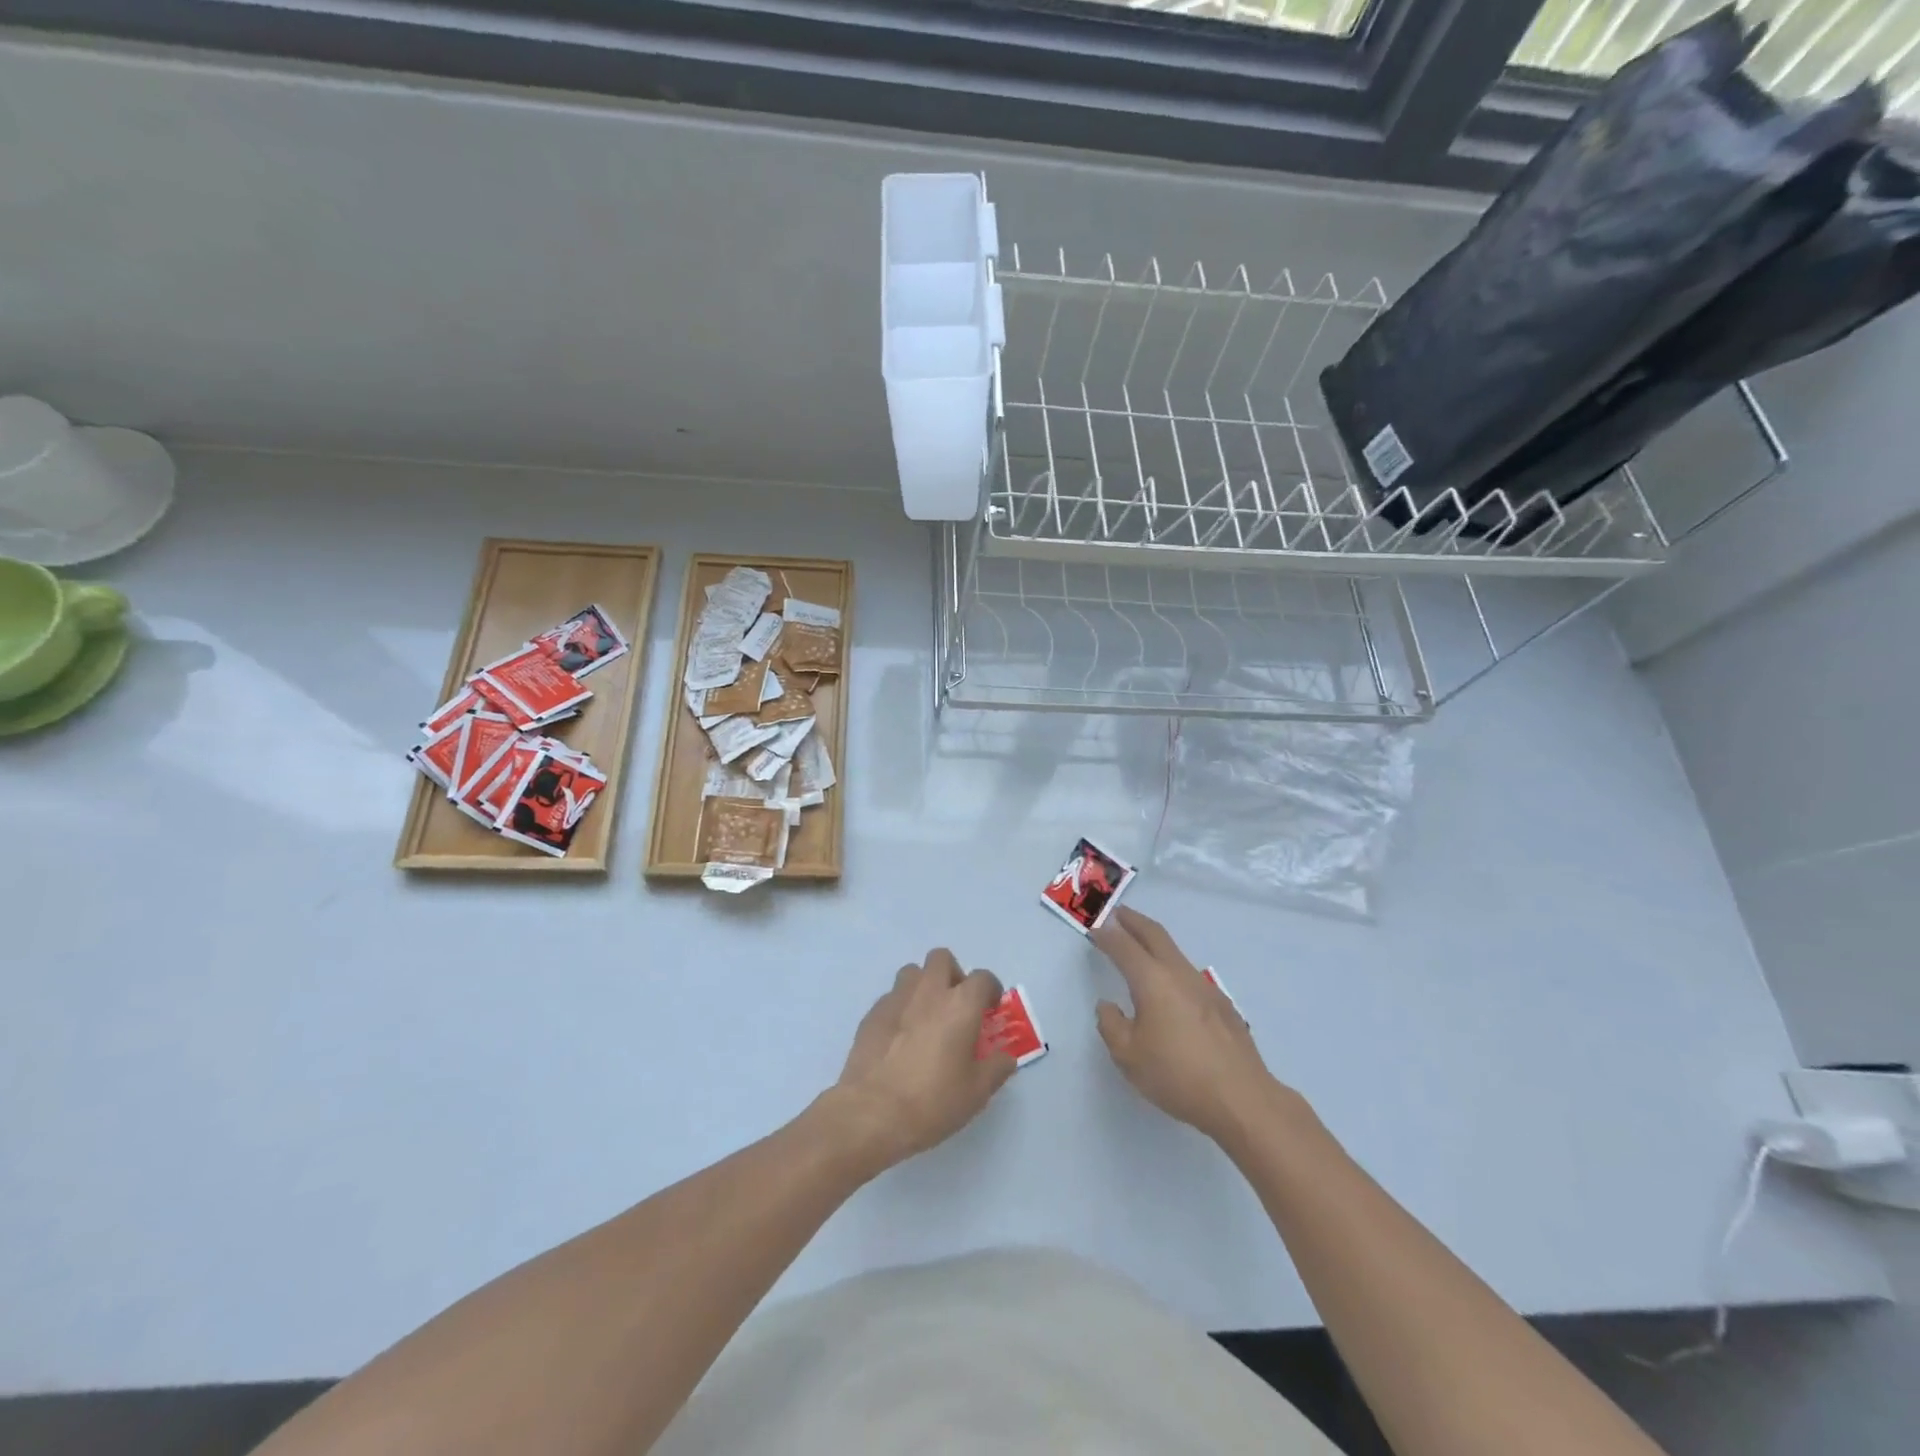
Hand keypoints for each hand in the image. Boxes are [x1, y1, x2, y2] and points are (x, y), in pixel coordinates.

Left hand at [824, 949, 1015, 1175]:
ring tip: (926, 1016)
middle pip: (941, 958)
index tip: (990, 1007)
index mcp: (960, 1005)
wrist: (872, 1112)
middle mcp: (929, 991)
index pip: (982, 977)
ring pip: (912, 972)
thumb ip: (996, 1068)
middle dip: (953, 974)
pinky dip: (901, 1007)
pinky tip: (900, 1036)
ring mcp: (896, 999)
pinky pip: (891, 997)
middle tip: (956, 1004)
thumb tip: (1005, 1057)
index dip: (990, 988)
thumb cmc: (933, 1101)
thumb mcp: (977, 1092)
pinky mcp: (872, 1014)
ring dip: (923, 986)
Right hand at [1090, 907, 1288, 1149]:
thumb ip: (1111, 1025)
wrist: (1241, 1098)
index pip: (1124, 947)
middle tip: (1117, 914)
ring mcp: (1205, 987)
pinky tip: (1170, 988)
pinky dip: (1172, 966)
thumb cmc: (1177, 1075)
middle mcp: (1179, 974)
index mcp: (1152, 981)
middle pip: (1155, 934)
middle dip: (1134, 921)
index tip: (1094, 929)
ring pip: (1175, 952)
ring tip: (1140, 946)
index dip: (1106, 936)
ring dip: (1154, 942)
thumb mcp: (1128, 1056)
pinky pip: (1189, 974)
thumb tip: (1108, 1006)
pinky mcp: (1222, 1004)